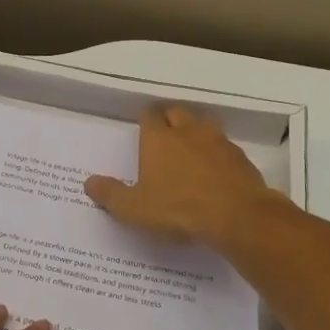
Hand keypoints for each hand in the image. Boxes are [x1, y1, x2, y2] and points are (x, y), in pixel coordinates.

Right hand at [84, 105, 279, 248]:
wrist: (237, 217)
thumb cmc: (178, 209)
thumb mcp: (134, 209)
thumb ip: (110, 195)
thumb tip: (89, 182)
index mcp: (159, 139)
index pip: (149, 115)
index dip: (145, 120)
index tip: (142, 129)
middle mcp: (188, 132)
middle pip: (177, 113)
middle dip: (170, 120)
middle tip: (165, 136)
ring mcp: (217, 142)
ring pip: (204, 125)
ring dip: (196, 132)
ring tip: (191, 148)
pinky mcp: (240, 158)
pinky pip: (225, 147)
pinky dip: (218, 154)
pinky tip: (216, 171)